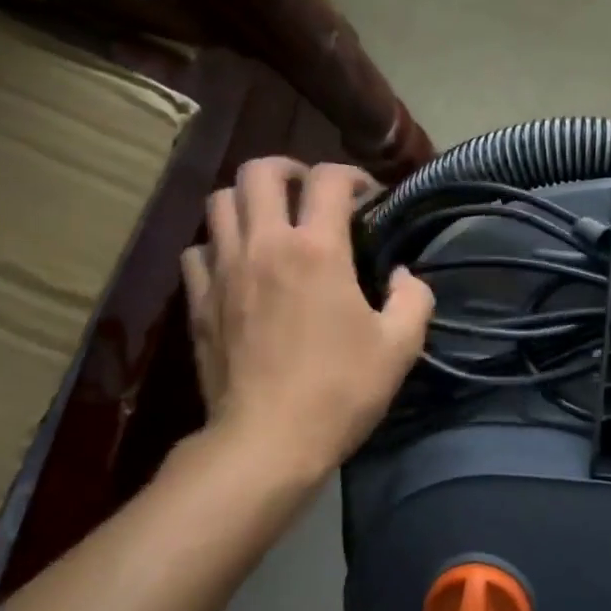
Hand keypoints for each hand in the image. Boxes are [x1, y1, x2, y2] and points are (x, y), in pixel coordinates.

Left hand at [181, 158, 433, 490]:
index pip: (328, 179)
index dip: (351, 175)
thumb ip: (413, 298)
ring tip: (269, 220)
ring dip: (247, 200)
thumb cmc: (340, 390)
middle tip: (308, 191)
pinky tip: (236, 265)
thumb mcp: (400, 347)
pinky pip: (197, 250)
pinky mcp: (198, 301)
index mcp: (317, 249)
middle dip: (288, 169)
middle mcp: (265, 244)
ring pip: (219, 202)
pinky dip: (217, 245)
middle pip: (259, 172)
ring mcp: (224, 271)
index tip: (366, 195)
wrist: (267, 441)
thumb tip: (404, 276)